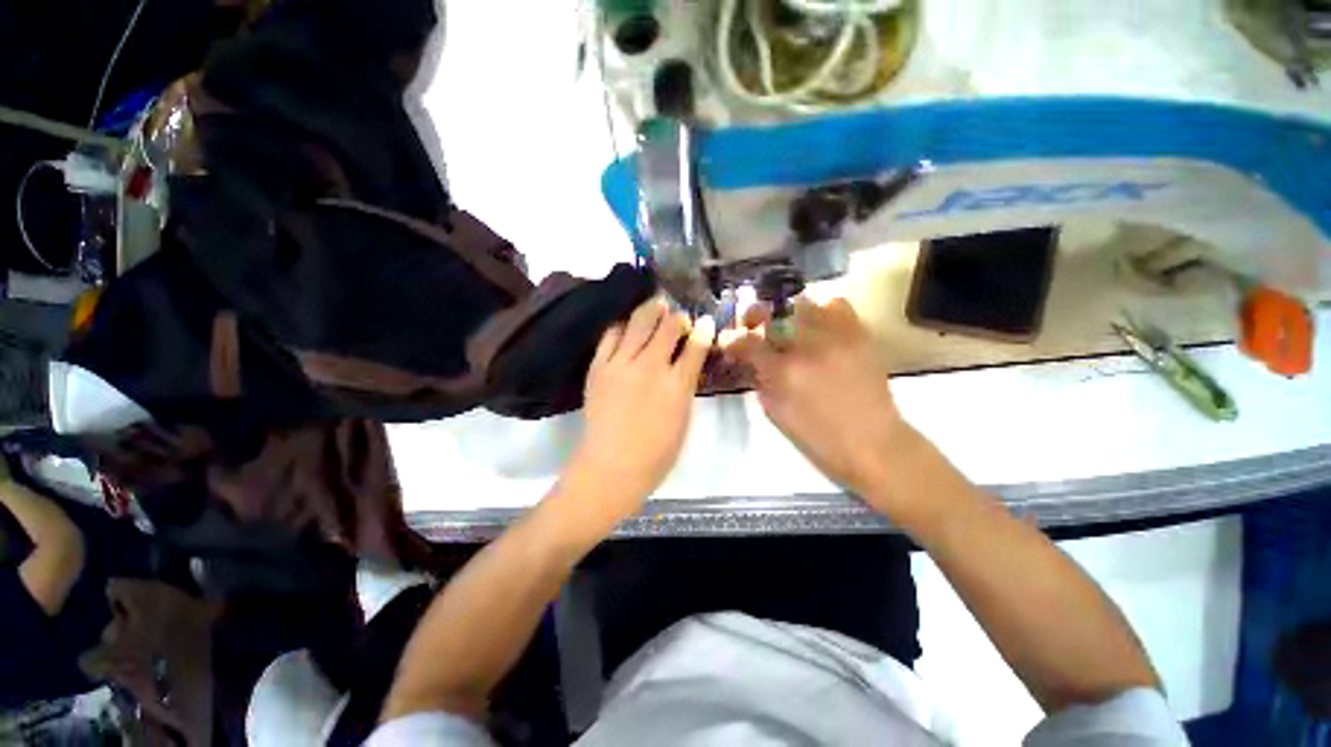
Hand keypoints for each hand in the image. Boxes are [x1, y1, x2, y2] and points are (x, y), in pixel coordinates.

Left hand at [564, 297, 714, 525]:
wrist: (611, 466)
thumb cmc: (656, 453)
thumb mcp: (683, 419)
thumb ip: (686, 386)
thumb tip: (686, 363)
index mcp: (677, 384)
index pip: (696, 345)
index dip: (704, 329)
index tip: (705, 322)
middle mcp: (650, 367)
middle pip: (668, 326)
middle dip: (678, 316)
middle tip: (679, 318)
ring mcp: (621, 364)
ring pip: (639, 321)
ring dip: (652, 310)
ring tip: (657, 306)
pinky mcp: (599, 366)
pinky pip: (611, 334)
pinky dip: (623, 326)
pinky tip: (628, 328)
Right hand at [722, 296, 915, 500]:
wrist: (872, 443)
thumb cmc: (817, 436)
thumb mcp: (775, 411)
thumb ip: (758, 378)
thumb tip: (748, 358)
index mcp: (784, 372)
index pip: (747, 342)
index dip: (733, 339)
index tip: (729, 341)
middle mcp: (808, 347)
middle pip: (773, 313)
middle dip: (755, 315)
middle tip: (752, 325)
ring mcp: (837, 337)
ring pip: (803, 303)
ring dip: (786, 313)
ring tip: (785, 324)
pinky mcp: (859, 335)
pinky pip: (837, 305)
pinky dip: (821, 309)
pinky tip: (816, 324)